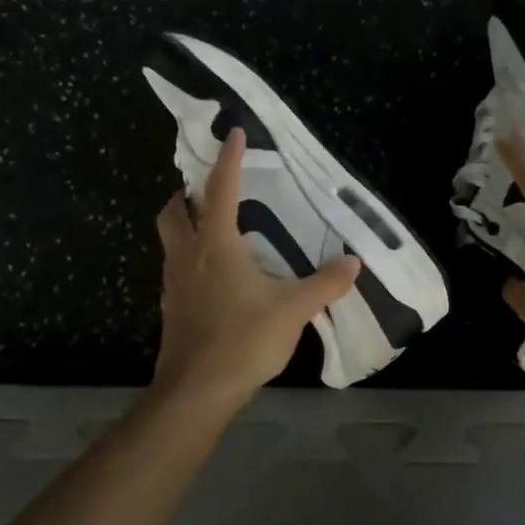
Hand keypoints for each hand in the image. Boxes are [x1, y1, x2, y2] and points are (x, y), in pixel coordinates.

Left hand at [152, 127, 361, 414]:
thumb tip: (353, 263)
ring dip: (186, 226)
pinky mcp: (172, 309)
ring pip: (170, 240)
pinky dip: (190, 259)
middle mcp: (188, 255)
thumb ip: (324, 284)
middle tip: (209, 191)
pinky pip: (177, 269)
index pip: (220, 188)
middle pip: (174, 211)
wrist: (195, 392)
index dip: (228, 158)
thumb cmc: (241, 339)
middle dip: (187, 194)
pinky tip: (215, 277)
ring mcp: (174, 284)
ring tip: (216, 230)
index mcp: (215, 244)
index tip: (233, 133)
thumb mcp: (292, 310)